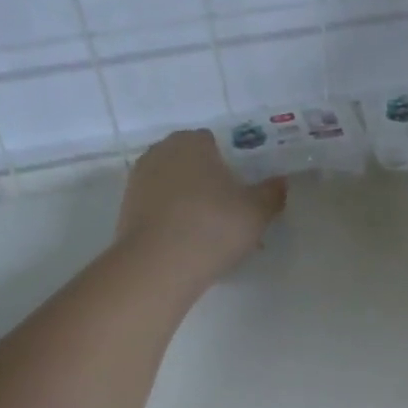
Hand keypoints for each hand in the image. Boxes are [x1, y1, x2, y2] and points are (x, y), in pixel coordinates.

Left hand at [115, 130, 285, 287]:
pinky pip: (159, 209)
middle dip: (208, 182)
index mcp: (192, 142)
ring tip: (210, 234)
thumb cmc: (214, 226)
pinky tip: (188, 244)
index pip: (214, 143)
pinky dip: (172, 220)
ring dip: (190, 202)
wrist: (159, 265)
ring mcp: (139, 180)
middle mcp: (161, 152)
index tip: (241, 190)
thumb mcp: (257, 212)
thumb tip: (280, 182)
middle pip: (192, 163)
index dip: (230, 164)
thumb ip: (272, 193)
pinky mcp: (127, 209)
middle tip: (229, 213)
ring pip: (174, 187)